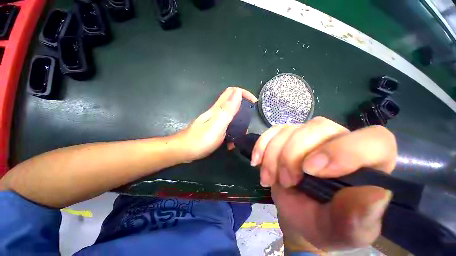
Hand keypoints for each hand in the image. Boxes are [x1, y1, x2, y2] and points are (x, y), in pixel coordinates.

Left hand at [177, 87, 256, 161]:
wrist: (183, 152)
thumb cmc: (200, 140)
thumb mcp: (216, 125)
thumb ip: (227, 110)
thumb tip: (238, 93)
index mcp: (218, 109)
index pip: (232, 92)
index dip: (244, 93)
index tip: (254, 103)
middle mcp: (217, 112)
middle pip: (233, 103)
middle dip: (244, 110)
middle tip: (249, 122)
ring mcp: (215, 121)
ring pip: (231, 116)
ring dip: (239, 124)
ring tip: (241, 135)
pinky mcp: (213, 129)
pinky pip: (227, 127)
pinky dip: (232, 133)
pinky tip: (231, 143)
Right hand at [251, 117, 396, 250]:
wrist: (300, 216)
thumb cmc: (326, 225)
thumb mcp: (345, 232)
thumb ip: (360, 219)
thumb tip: (374, 195)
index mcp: (368, 164)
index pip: (373, 141)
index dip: (343, 151)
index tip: (311, 171)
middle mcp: (339, 141)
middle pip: (318, 127)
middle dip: (294, 155)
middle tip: (285, 181)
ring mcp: (309, 136)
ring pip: (290, 130)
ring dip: (274, 155)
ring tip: (269, 179)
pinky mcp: (287, 136)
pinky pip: (273, 131)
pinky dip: (262, 145)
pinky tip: (257, 161)